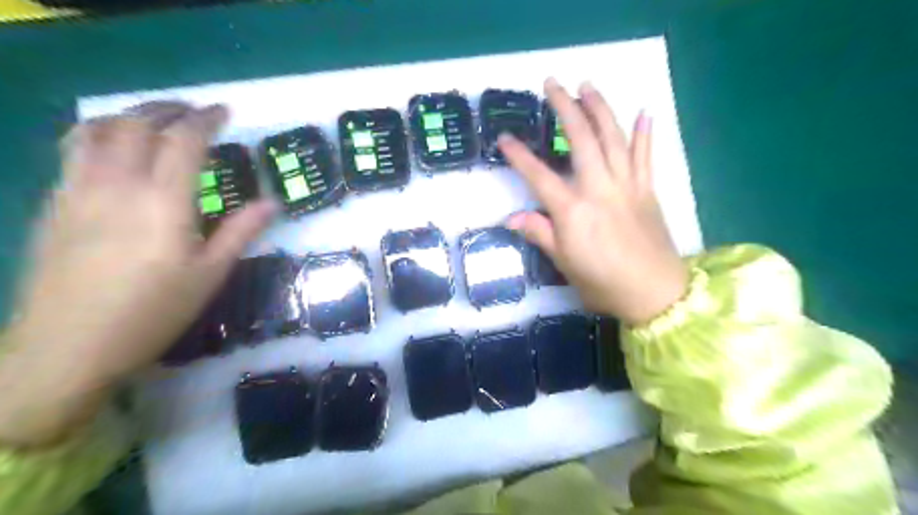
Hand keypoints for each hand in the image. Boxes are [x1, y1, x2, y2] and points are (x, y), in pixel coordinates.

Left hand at [0, 102, 275, 445]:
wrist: (68, 347)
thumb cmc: (154, 312)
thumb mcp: (210, 274)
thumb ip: (241, 231)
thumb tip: (273, 203)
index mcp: (163, 202)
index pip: (184, 142)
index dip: (205, 119)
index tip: (223, 111)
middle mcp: (117, 185)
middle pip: (136, 125)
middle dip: (166, 109)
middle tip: (191, 112)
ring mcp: (77, 192)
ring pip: (95, 131)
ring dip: (127, 116)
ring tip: (151, 120)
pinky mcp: (54, 206)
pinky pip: (73, 152)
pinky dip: (97, 136)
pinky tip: (113, 152)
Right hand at [501, 79, 688, 323]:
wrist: (655, 294)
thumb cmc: (603, 283)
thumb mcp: (565, 264)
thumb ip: (540, 234)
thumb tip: (510, 219)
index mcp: (574, 211)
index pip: (540, 176)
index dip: (519, 156)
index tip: (504, 137)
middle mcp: (600, 190)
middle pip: (582, 140)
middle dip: (565, 108)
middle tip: (553, 83)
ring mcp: (627, 186)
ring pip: (614, 138)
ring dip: (600, 108)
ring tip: (588, 85)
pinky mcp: (647, 190)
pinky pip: (646, 156)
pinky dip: (645, 133)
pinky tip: (644, 111)